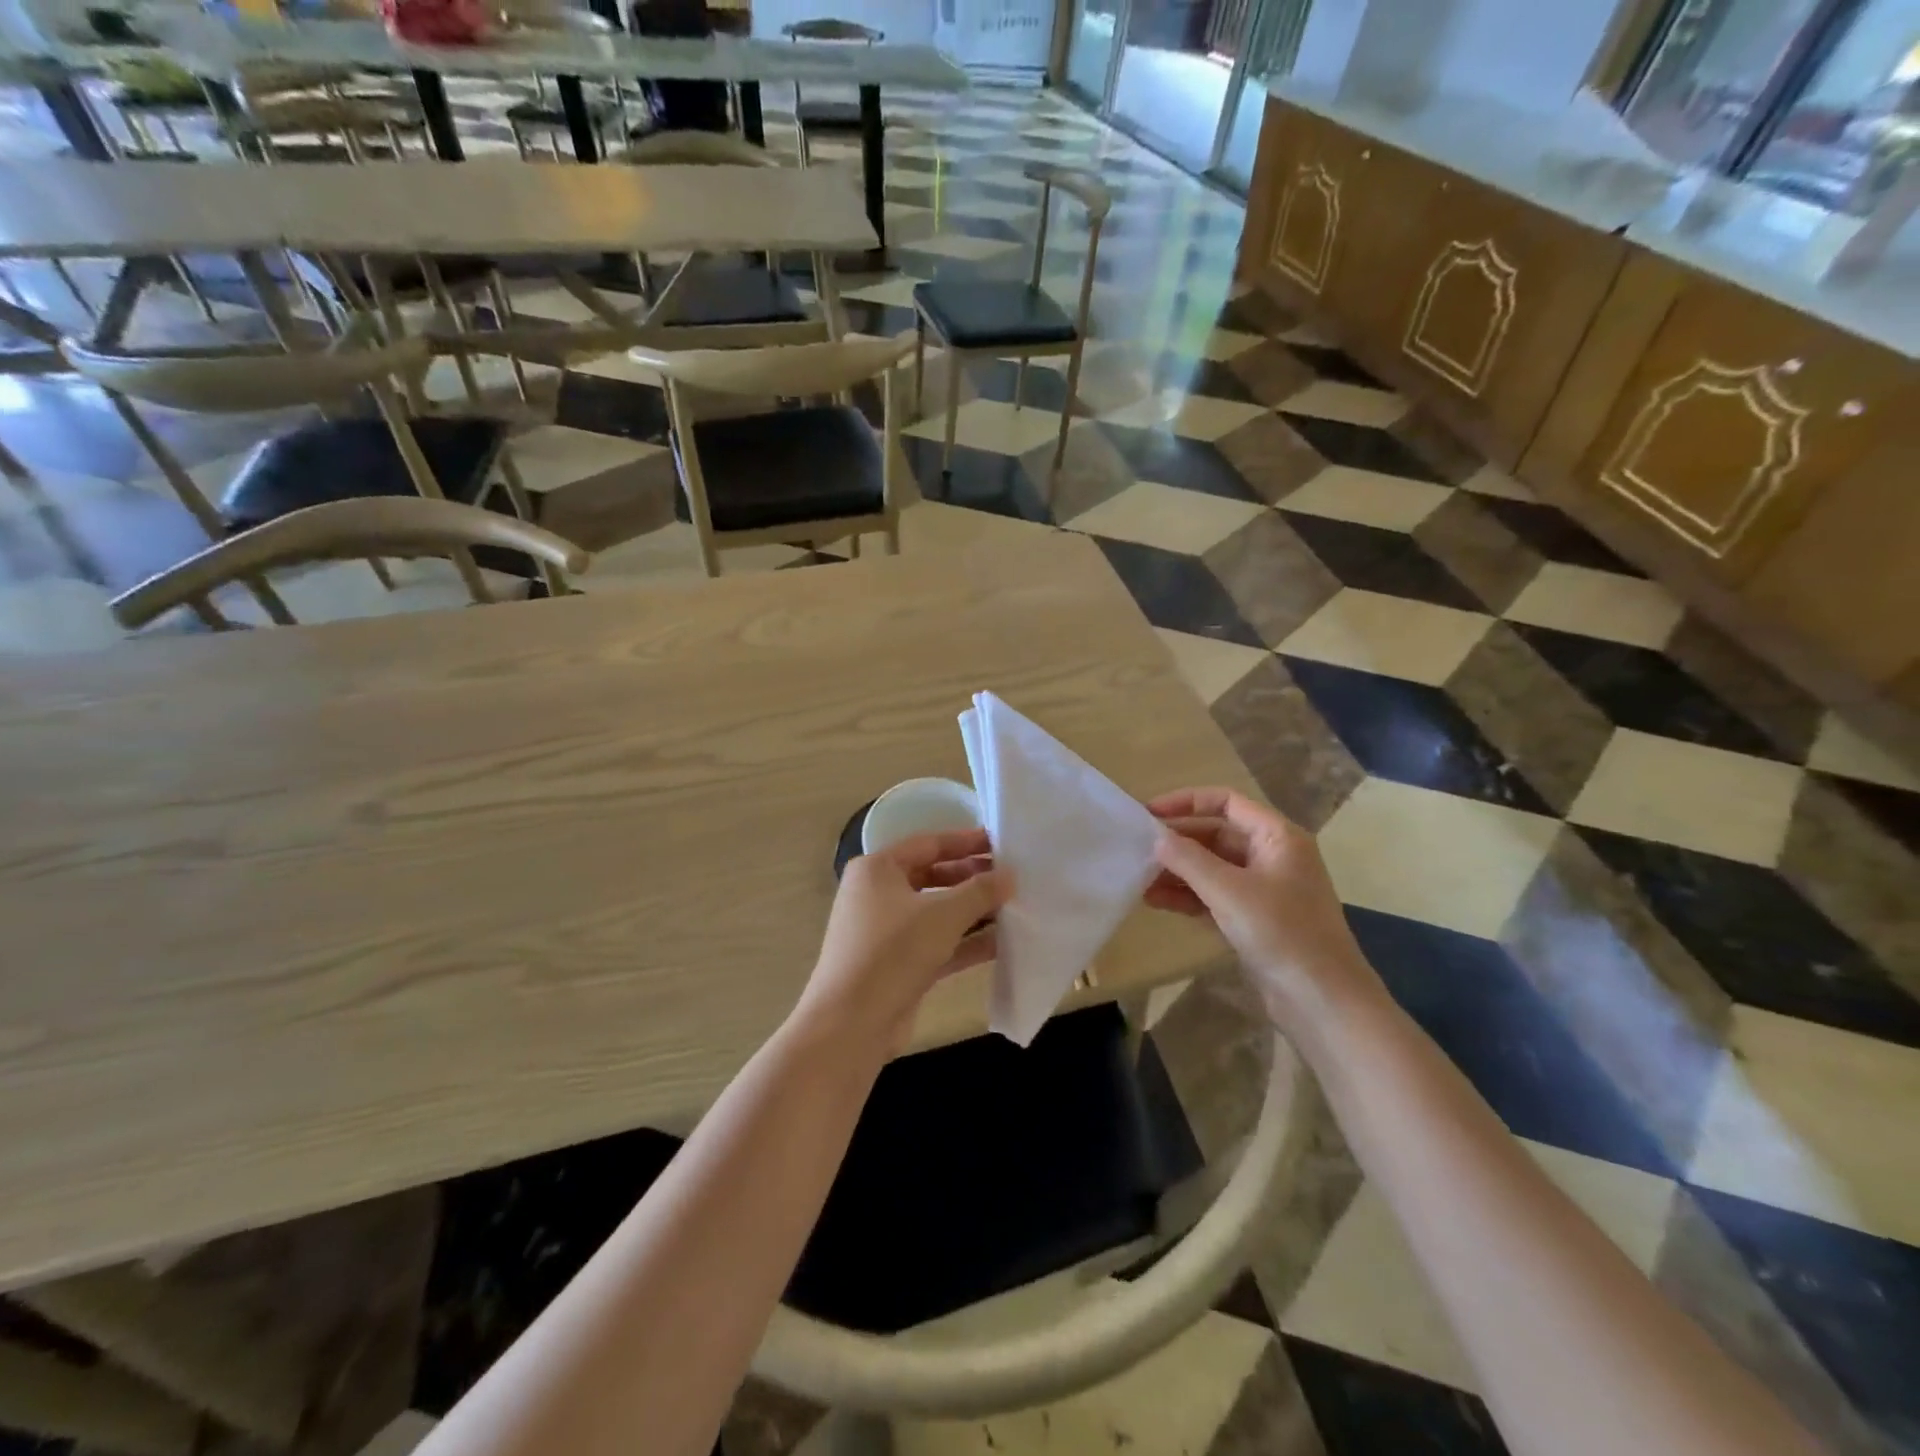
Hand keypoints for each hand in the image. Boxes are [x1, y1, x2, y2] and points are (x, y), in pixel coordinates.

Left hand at [798, 829, 1012, 1055]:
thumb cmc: (893, 952)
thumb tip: (1010, 875)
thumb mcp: (942, 915)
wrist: (851, 1025)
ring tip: (1015, 907)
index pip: (928, 844)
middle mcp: (878, 895)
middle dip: (972, 878)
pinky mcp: (898, 965)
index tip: (1001, 843)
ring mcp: (887, 932)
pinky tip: (1002, 942)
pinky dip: (965, 941)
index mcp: (877, 869)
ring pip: (937, 913)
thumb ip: (980, 891)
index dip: (966, 842)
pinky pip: (937, 943)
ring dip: (973, 911)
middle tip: (1012, 878)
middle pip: (933, 877)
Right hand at [1145, 788, 1382, 1034]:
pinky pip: (1213, 896)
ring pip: (1212, 868)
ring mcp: (1263, 890)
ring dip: (1177, 871)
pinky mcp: (1253, 920)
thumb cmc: (1281, 932)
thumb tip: (1156, 838)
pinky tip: (1154, 901)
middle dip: (1177, 841)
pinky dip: (1187, 896)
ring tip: (1138, 879)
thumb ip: (1188, 859)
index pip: (1226, 802)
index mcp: (1277, 837)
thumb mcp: (1229, 890)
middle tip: (1137, 849)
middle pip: (1216, 834)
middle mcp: (1271, 856)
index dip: (1186, 801)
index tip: (1149, 813)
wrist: (1323, 1001)